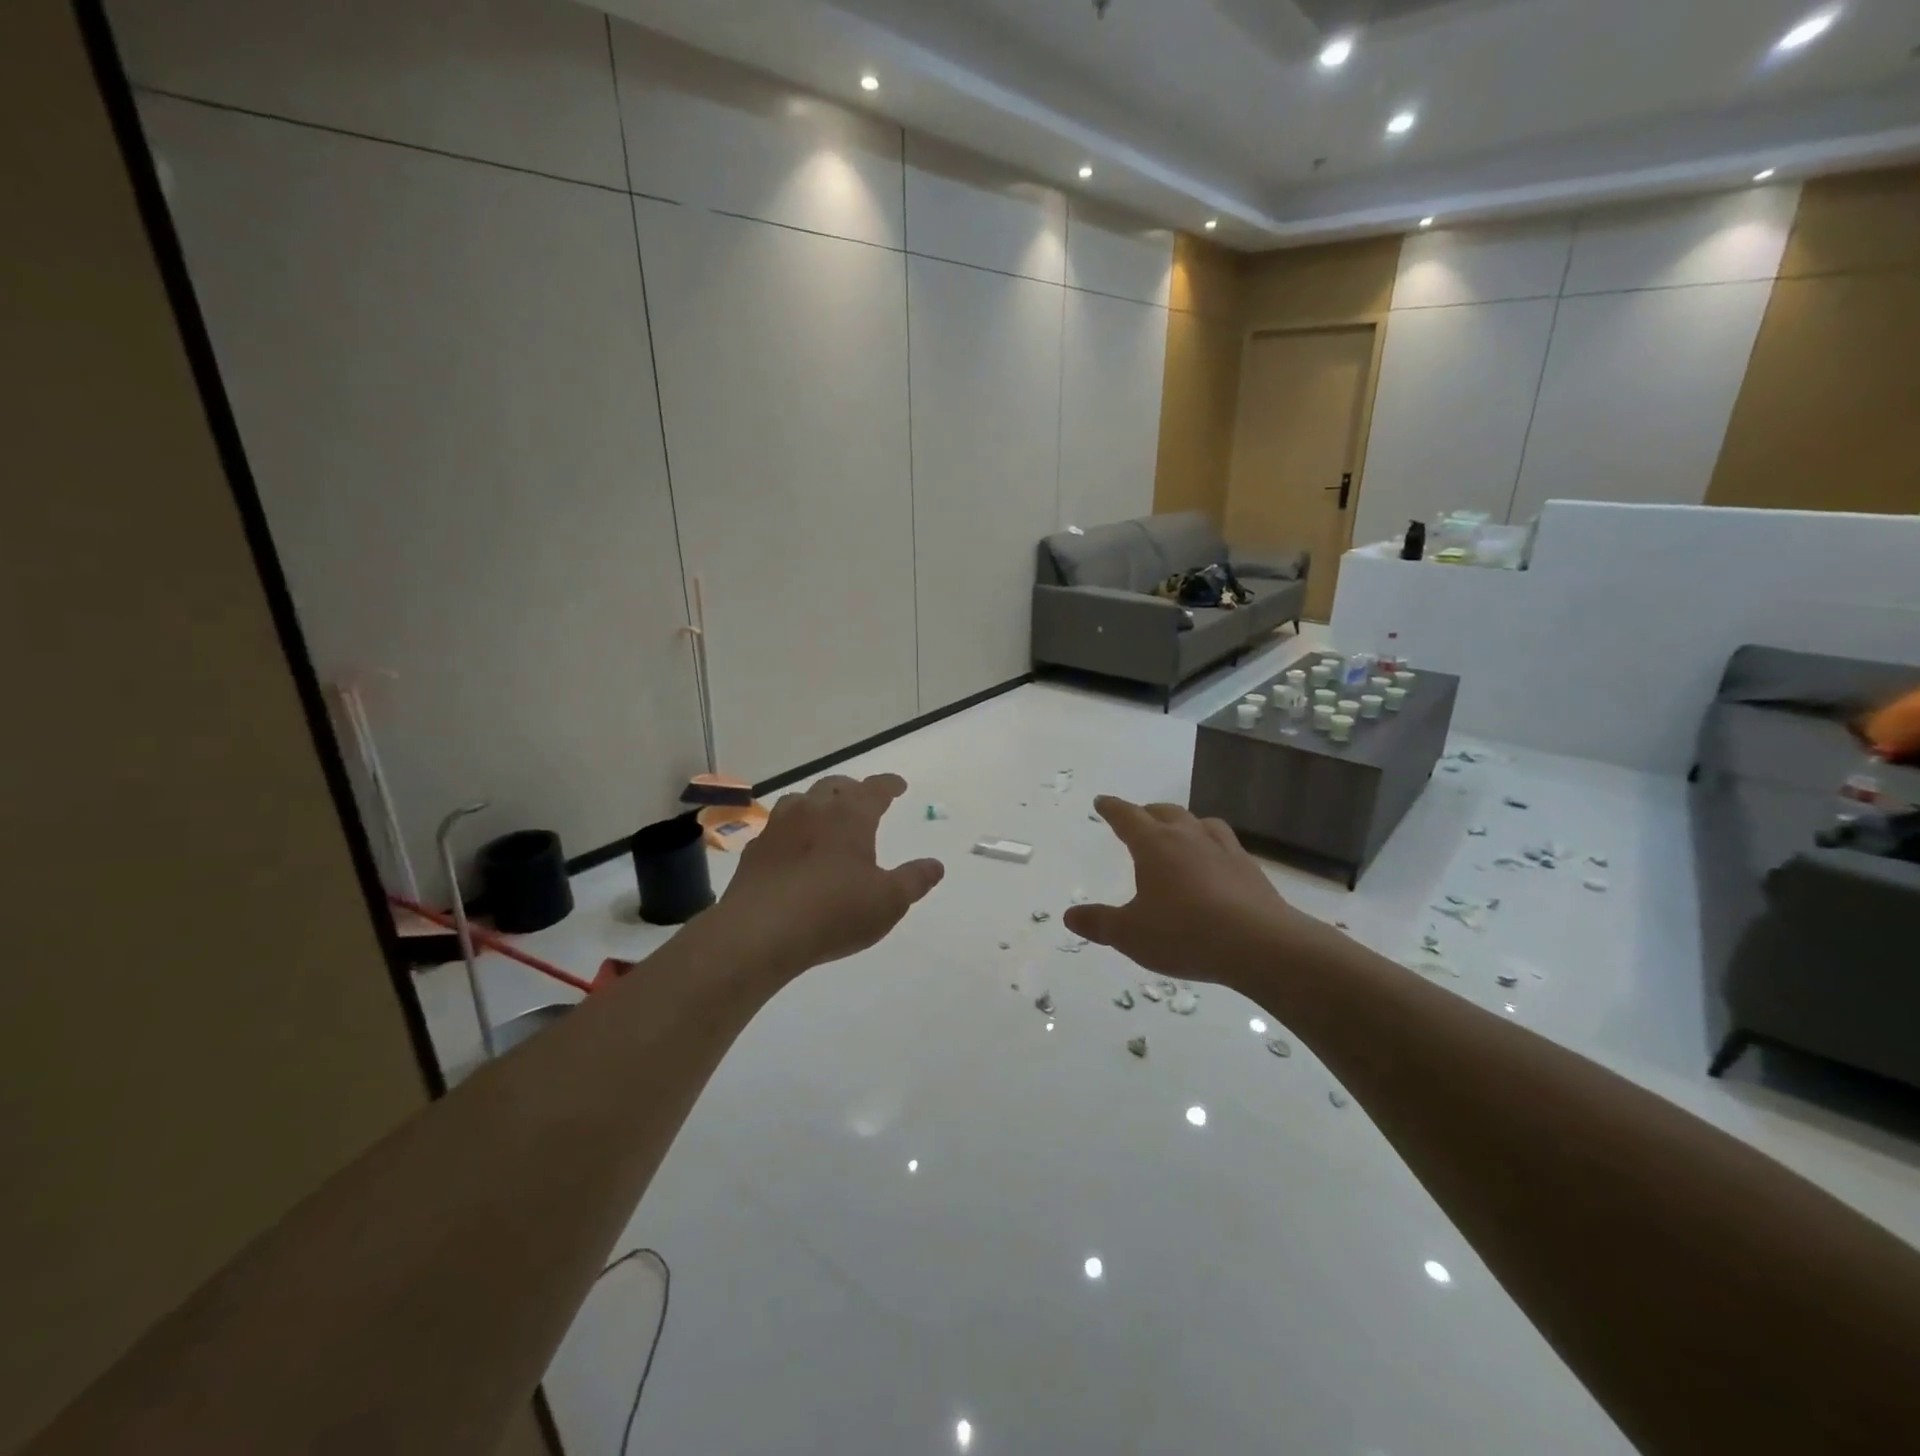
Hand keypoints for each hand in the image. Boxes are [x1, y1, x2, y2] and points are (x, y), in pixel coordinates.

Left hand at [711, 773, 943, 976]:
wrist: (760, 932)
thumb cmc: (834, 912)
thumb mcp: (888, 901)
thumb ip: (914, 880)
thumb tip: (935, 865)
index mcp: (850, 816)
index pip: (875, 788)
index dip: (889, 784)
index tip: (898, 785)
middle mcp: (813, 810)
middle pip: (834, 786)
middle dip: (852, 789)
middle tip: (862, 799)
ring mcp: (779, 827)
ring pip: (800, 800)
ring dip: (817, 803)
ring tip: (825, 818)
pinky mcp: (755, 850)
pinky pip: (777, 828)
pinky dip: (791, 831)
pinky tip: (792, 849)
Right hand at [1064, 796, 1297, 981]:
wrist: (1259, 945)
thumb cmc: (1185, 934)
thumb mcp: (1131, 934)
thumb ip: (1099, 923)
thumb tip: (1070, 915)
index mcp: (1154, 845)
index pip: (1127, 817)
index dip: (1112, 809)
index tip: (1102, 802)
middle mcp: (1187, 837)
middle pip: (1164, 812)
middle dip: (1146, 813)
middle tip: (1137, 818)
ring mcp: (1222, 849)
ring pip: (1199, 821)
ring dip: (1183, 822)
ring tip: (1178, 832)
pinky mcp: (1249, 867)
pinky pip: (1224, 842)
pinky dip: (1210, 843)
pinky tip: (1213, 861)